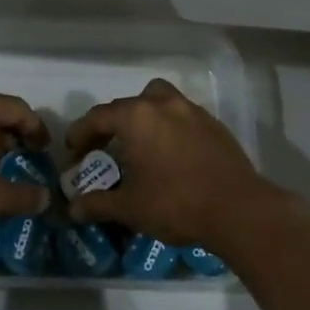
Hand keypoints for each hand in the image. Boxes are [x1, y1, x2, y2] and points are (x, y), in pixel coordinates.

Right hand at [64, 78, 274, 246]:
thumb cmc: (176, 203)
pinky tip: (169, 154)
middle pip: (127, 105)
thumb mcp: (130, 208)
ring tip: (138, 144)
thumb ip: (98, 204)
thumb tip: (73, 208)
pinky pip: (181, 116)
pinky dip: (168, 127)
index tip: (72, 151)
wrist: (237, 209)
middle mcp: (163, 103)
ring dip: (142, 117)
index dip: (80, 133)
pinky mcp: (213, 123)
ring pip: (158, 101)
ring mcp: (191, 110)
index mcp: (136, 117)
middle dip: (110, 125)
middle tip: (101, 149)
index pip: (98, 117)